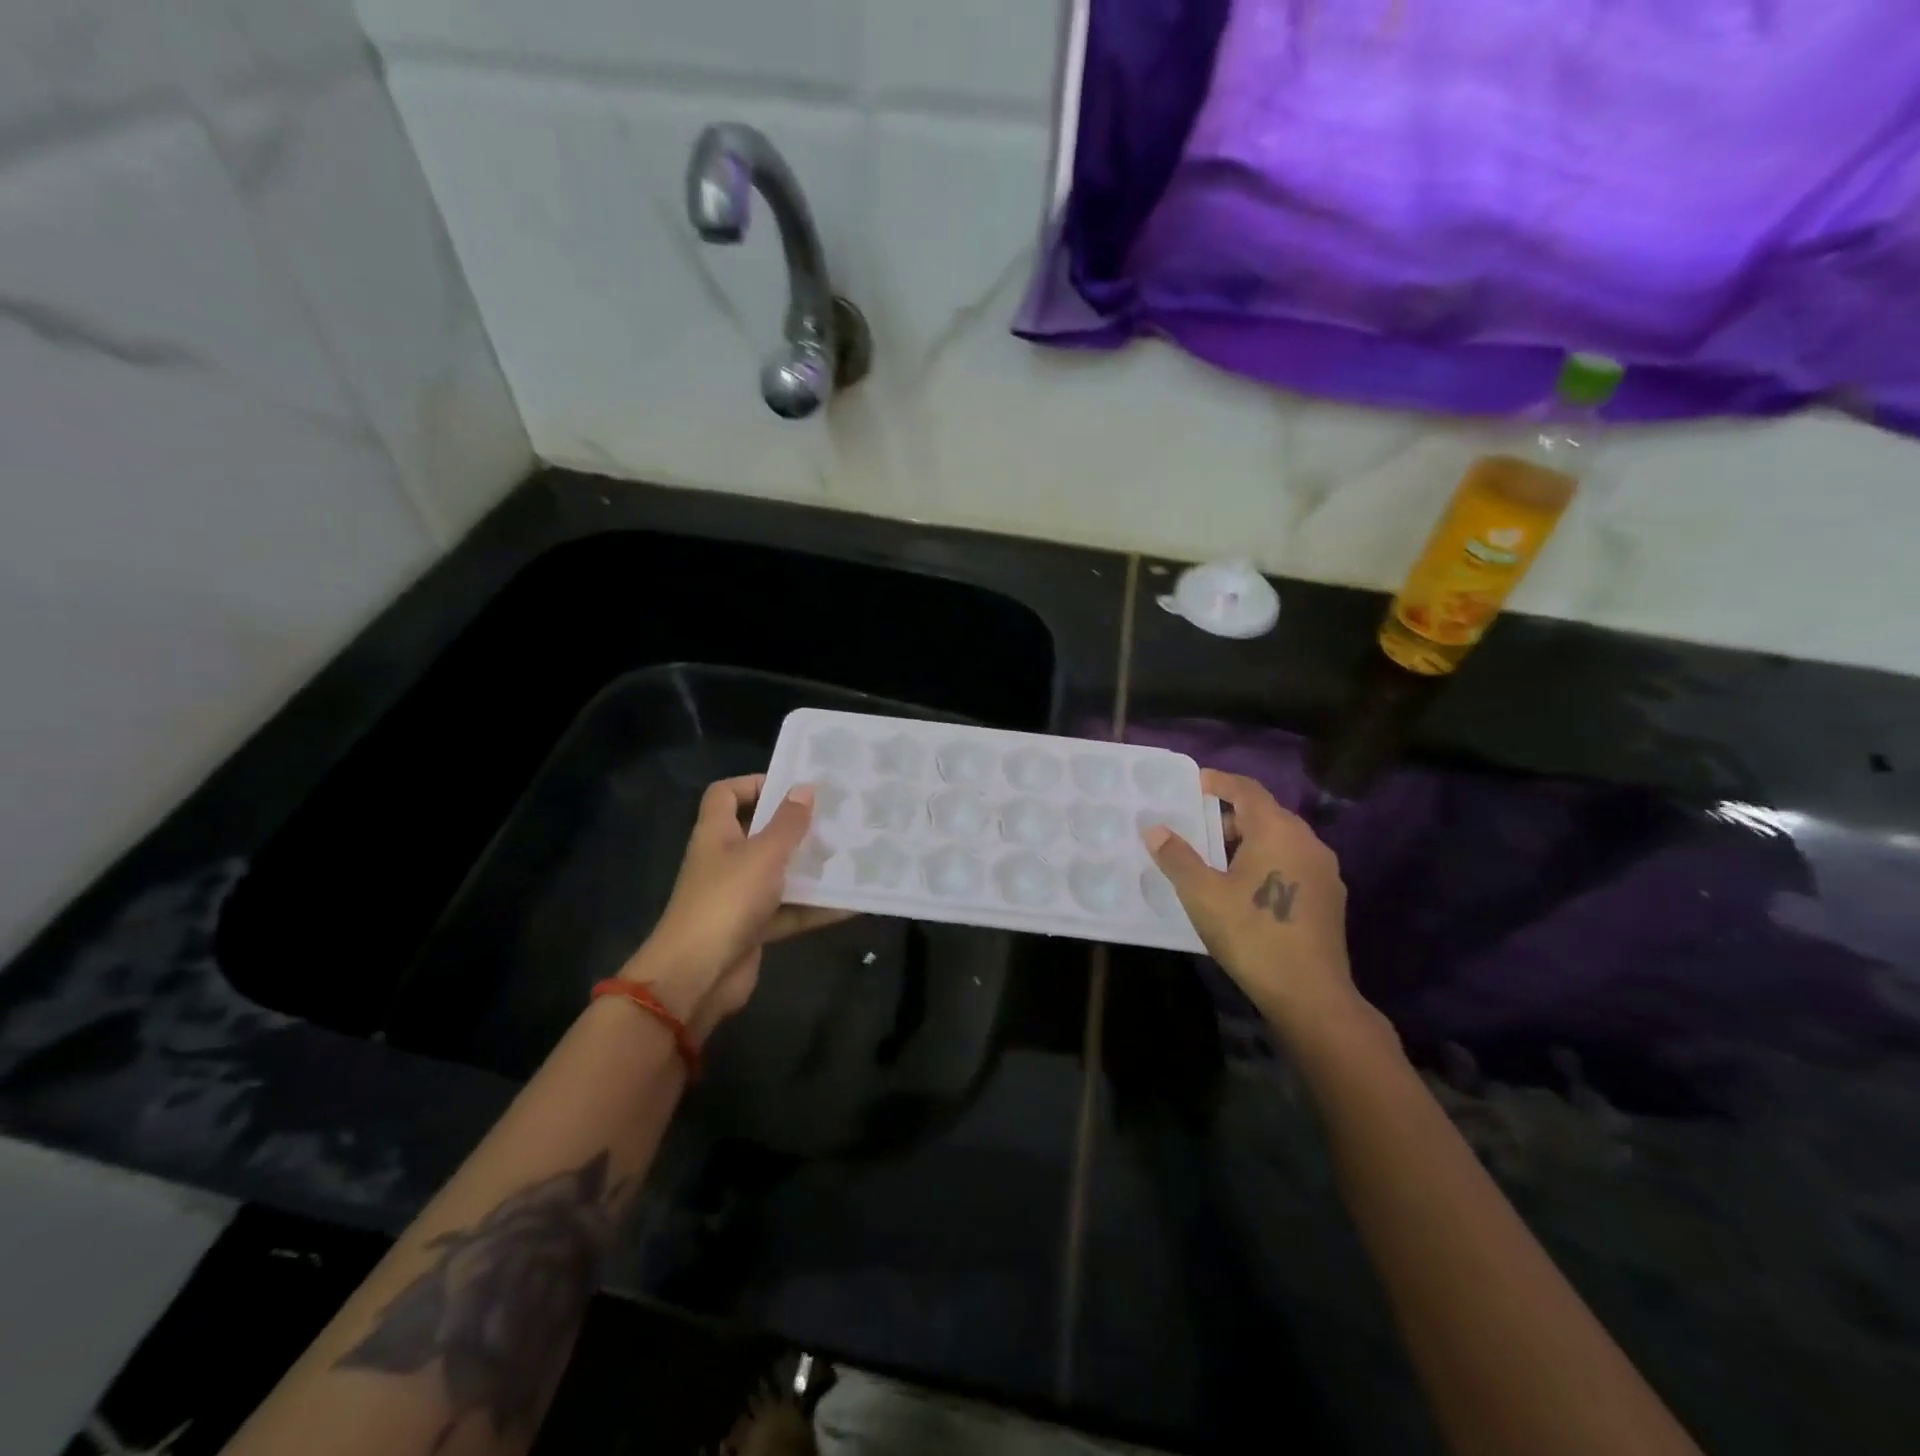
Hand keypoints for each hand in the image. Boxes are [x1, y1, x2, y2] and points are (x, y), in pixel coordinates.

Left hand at [619, 776, 844, 1041]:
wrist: (697, 976)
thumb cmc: (727, 901)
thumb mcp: (764, 855)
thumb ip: (788, 823)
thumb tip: (805, 787)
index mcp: (717, 834)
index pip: (726, 794)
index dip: (754, 783)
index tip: (793, 786)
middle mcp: (725, 861)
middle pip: (759, 833)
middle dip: (796, 827)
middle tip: (835, 820)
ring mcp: (739, 896)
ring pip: (779, 874)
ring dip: (810, 868)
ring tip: (850, 857)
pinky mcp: (753, 928)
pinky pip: (790, 911)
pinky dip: (816, 908)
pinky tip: (851, 904)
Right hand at [1143, 769, 1370, 1039]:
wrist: (1310, 995)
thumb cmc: (1252, 934)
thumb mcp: (1202, 894)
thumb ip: (1177, 857)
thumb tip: (1155, 829)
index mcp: (1277, 831)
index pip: (1247, 790)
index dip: (1219, 782)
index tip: (1194, 783)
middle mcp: (1307, 841)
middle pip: (1266, 814)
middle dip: (1230, 815)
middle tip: (1197, 827)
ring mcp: (1323, 871)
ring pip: (1281, 840)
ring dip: (1248, 841)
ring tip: (1216, 860)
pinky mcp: (1329, 898)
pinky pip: (1292, 863)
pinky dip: (1267, 862)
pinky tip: (1246, 889)